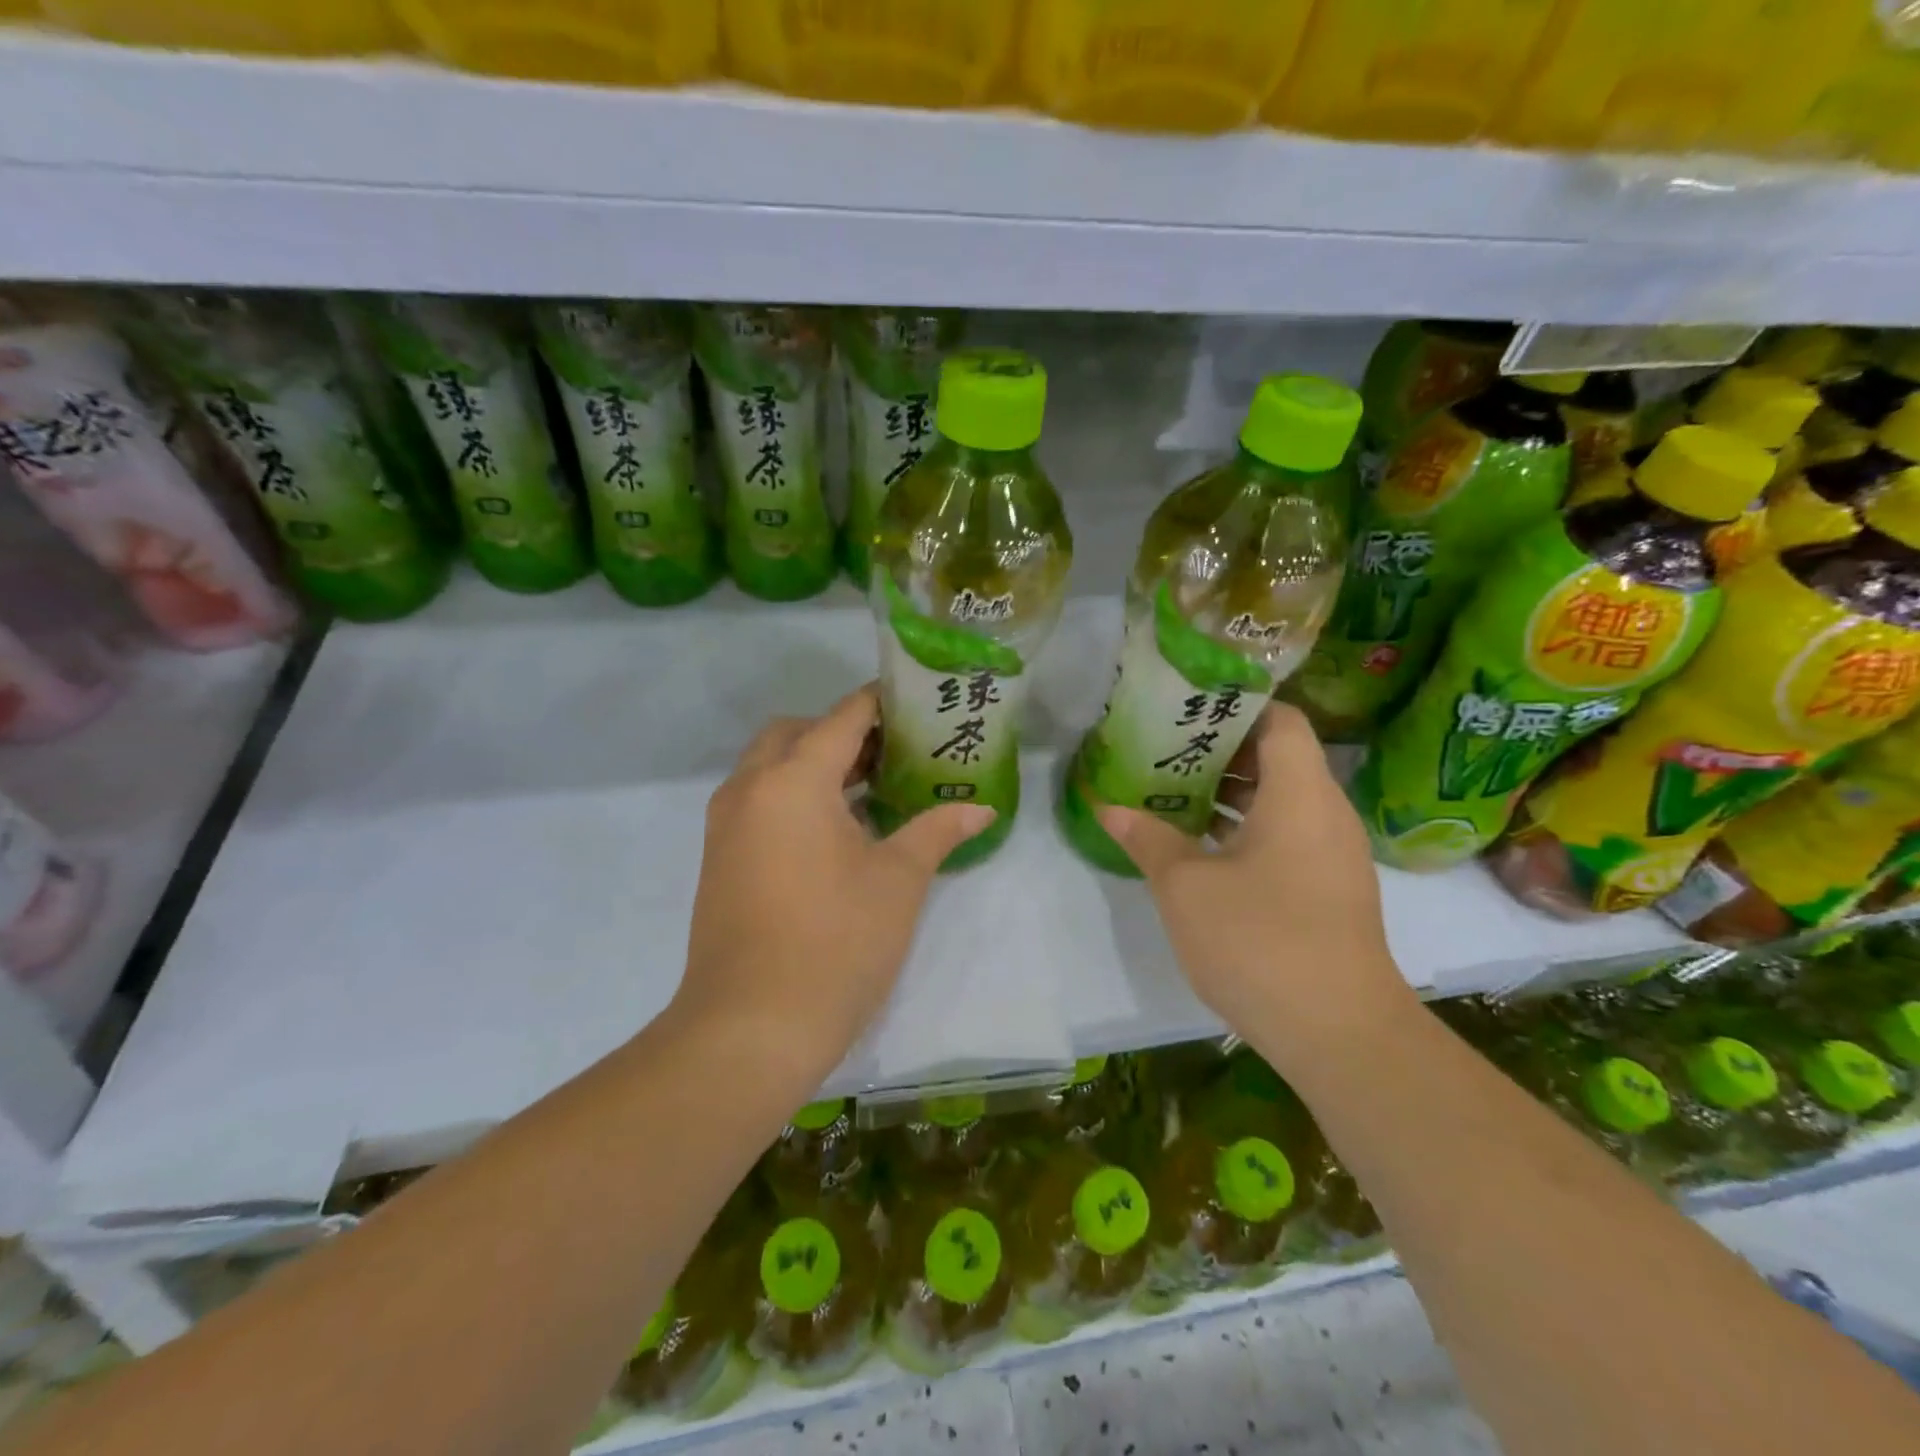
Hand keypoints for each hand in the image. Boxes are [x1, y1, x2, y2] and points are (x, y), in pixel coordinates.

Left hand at [674, 685, 995, 1081]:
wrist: (750, 1028)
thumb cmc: (835, 942)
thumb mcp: (898, 880)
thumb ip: (937, 830)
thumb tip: (980, 808)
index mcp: (793, 780)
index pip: (842, 718)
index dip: (880, 703)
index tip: (915, 701)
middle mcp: (750, 788)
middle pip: (796, 733)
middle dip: (842, 732)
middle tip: (893, 751)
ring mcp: (726, 824)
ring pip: (770, 766)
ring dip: (815, 763)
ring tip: (872, 787)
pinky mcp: (720, 857)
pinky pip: (758, 800)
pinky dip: (793, 794)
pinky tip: (836, 829)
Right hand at [1096, 704, 1415, 1059]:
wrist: (1338, 1033)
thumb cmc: (1259, 940)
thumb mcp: (1186, 886)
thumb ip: (1147, 838)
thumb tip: (1108, 806)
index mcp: (1301, 794)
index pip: (1281, 720)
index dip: (1237, 705)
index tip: (1188, 706)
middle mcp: (1326, 813)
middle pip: (1279, 757)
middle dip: (1220, 749)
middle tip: (1164, 746)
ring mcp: (1332, 854)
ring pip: (1281, 799)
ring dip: (1230, 792)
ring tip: (1172, 789)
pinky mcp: (1328, 889)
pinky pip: (1287, 835)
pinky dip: (1246, 827)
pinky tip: (1200, 844)